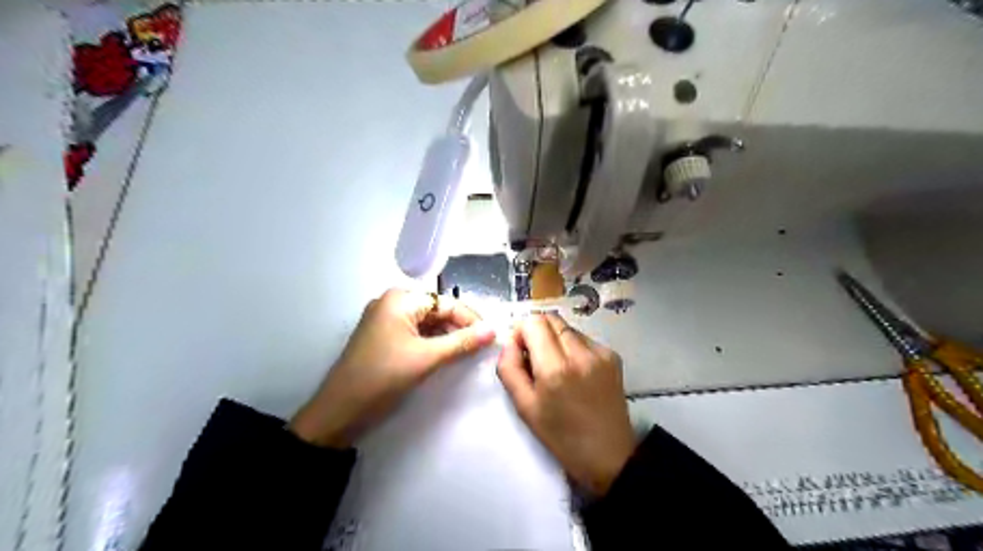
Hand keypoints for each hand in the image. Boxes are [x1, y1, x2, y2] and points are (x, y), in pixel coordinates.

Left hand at [289, 288, 490, 447]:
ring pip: (427, 322)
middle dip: (459, 327)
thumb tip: (493, 330)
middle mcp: (392, 302)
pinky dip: (432, 342)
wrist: (340, 411)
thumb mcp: (426, 358)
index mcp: (400, 299)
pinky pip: (416, 332)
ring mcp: (386, 319)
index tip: (492, 337)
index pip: (446, 303)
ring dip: (448, 336)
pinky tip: (447, 354)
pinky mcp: (384, 336)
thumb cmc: (383, 377)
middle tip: (482, 346)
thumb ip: (462, 342)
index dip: (471, 319)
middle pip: (437, 310)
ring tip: (468, 351)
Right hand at [500, 312, 637, 495]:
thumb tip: (509, 343)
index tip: (519, 352)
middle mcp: (580, 352)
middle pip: (550, 318)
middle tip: (534, 358)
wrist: (609, 455)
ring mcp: (600, 352)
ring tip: (555, 367)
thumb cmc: (561, 436)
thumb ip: (509, 369)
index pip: (533, 322)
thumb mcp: (524, 407)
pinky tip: (574, 371)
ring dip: (554, 338)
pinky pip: (583, 338)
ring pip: (566, 327)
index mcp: (555, 368)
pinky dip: (572, 347)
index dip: (520, 332)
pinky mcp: (613, 356)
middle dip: (536, 332)